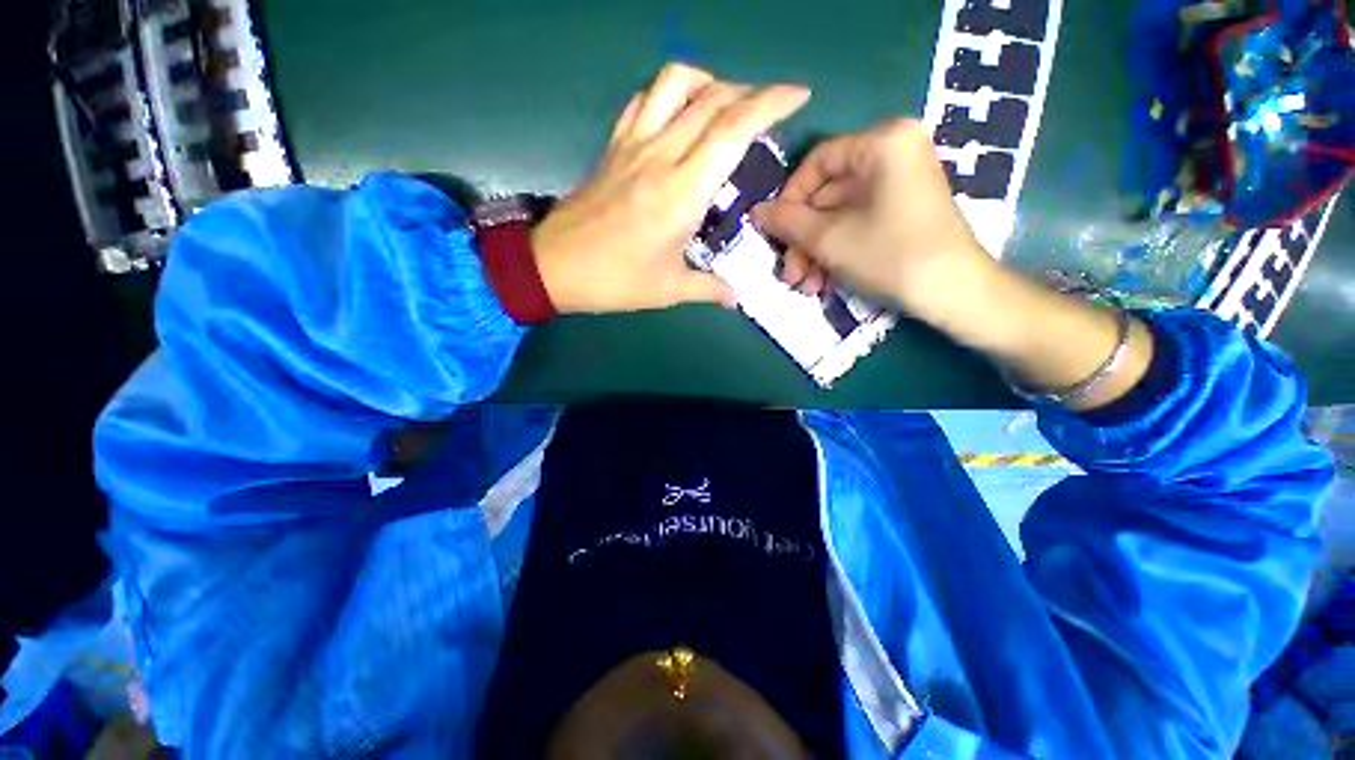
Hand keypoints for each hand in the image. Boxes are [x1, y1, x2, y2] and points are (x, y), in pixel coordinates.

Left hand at [532, 63, 810, 314]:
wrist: (554, 267)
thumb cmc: (615, 281)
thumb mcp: (668, 290)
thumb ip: (708, 289)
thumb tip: (735, 298)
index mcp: (682, 192)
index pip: (733, 129)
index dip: (771, 103)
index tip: (798, 95)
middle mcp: (661, 155)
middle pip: (713, 98)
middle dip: (752, 92)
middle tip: (770, 108)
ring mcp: (633, 145)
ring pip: (675, 83)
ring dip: (708, 83)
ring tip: (724, 106)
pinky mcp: (613, 147)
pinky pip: (643, 100)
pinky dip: (669, 95)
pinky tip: (678, 115)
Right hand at [751, 119, 995, 323]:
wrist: (954, 293)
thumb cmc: (890, 255)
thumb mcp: (829, 239)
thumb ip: (788, 222)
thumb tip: (756, 211)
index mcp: (883, 143)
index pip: (817, 162)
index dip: (789, 199)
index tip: (775, 233)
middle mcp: (894, 153)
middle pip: (827, 194)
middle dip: (804, 240)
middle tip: (790, 274)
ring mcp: (900, 183)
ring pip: (839, 215)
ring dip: (816, 252)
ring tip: (807, 286)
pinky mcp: (903, 210)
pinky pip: (857, 224)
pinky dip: (837, 252)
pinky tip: (824, 282)